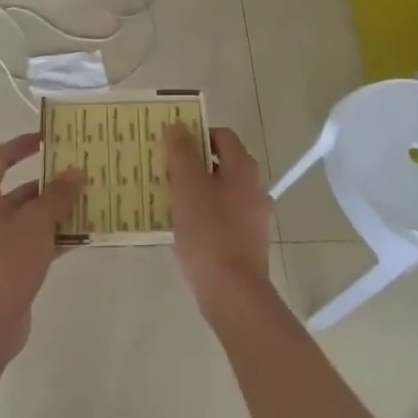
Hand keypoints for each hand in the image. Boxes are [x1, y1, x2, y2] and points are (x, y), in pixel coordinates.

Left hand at [0, 134, 83, 357]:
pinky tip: (84, 235)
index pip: (0, 157)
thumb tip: (75, 172)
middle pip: (19, 189)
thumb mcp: (36, 222)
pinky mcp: (8, 267)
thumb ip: (57, 196)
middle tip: (82, 173)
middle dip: (50, 183)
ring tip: (91, 202)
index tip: (50, 139)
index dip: (23, 145)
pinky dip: (55, 238)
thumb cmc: (4, 260)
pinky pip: (35, 243)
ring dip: (57, 212)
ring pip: (30, 218)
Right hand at [163, 124, 274, 318]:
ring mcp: (254, 217)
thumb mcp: (187, 186)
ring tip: (167, 200)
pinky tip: (181, 229)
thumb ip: (182, 153)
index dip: (195, 135)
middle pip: (221, 164)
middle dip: (191, 165)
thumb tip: (178, 126)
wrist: (232, 291)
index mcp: (244, 168)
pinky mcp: (248, 242)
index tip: (170, 146)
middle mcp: (255, 187)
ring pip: (220, 192)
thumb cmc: (209, 232)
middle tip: (162, 172)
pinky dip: (203, 215)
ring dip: (196, 191)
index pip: (221, 136)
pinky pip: (223, 217)